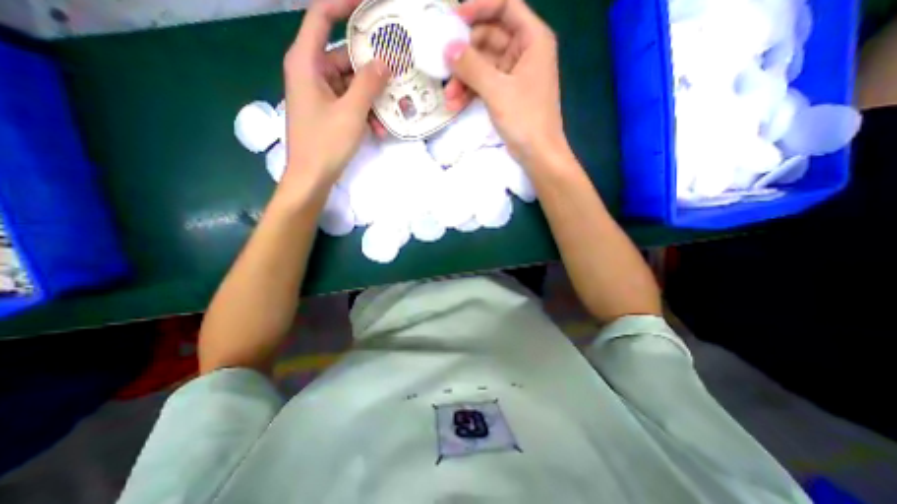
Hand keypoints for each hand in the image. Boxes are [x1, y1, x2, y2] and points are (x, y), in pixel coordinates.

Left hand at [282, 0, 388, 190]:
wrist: (312, 177)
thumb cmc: (326, 143)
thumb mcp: (351, 112)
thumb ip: (368, 84)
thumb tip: (385, 61)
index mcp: (306, 62)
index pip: (321, 17)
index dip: (343, 4)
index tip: (370, 4)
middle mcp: (312, 72)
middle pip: (344, 55)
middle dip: (371, 64)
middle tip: (399, 65)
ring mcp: (321, 94)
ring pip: (352, 83)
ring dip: (373, 96)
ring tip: (395, 105)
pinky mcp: (329, 111)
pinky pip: (350, 102)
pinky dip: (366, 111)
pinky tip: (381, 127)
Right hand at [447, 1, 566, 164]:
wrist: (538, 154)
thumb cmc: (525, 119)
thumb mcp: (497, 90)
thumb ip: (472, 67)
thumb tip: (447, 48)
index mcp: (532, 39)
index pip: (505, 6)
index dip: (479, 8)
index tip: (454, 21)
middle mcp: (524, 52)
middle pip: (489, 38)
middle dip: (465, 56)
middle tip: (444, 67)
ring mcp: (514, 74)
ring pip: (483, 65)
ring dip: (464, 79)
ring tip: (449, 97)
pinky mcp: (506, 93)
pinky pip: (485, 84)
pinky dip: (470, 92)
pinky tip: (455, 104)